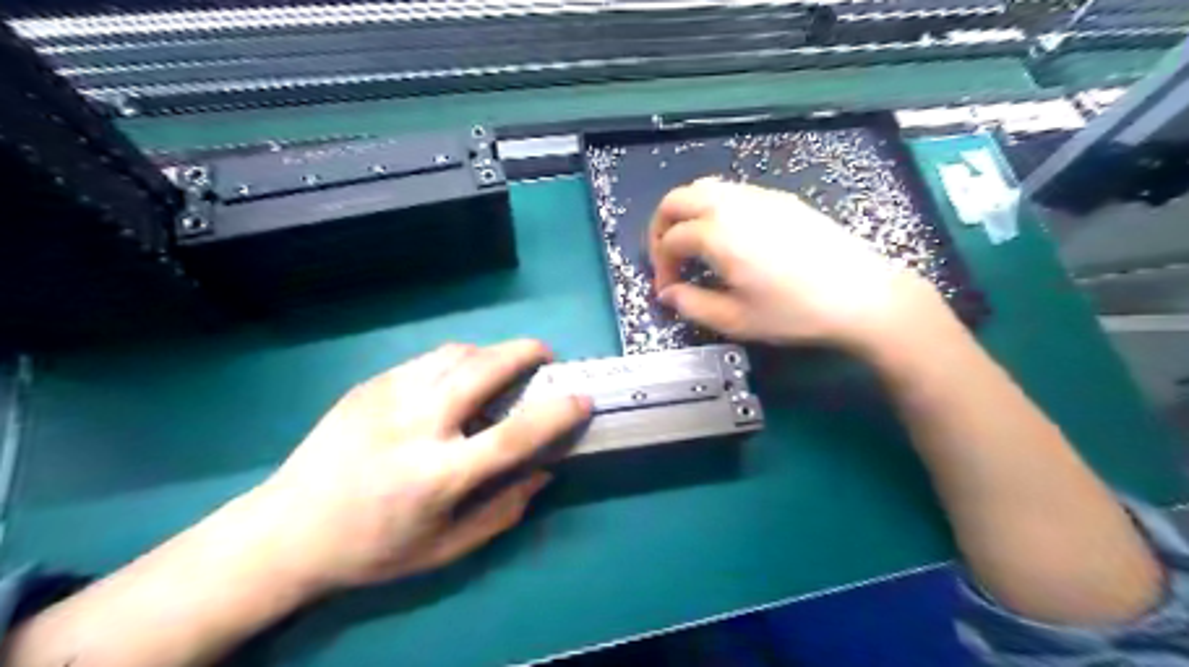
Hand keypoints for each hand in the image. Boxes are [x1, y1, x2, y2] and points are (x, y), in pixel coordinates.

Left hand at [247, 341, 587, 591]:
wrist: (287, 531)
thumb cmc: (373, 549)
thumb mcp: (446, 549)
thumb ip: (504, 509)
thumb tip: (544, 470)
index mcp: (437, 476)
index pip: (513, 435)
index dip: (556, 412)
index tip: (582, 398)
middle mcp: (415, 426)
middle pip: (483, 369)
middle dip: (525, 352)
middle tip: (544, 356)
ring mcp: (387, 398)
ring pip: (456, 353)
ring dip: (491, 353)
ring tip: (502, 368)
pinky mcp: (369, 385)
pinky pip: (428, 359)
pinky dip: (457, 361)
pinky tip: (456, 381)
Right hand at [649, 176, 949, 355]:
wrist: (862, 296)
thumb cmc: (794, 312)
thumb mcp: (735, 320)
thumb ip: (692, 304)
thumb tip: (668, 293)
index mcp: (718, 234)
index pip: (670, 239)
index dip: (661, 265)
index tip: (668, 290)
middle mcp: (734, 204)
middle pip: (677, 199)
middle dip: (661, 226)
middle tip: (668, 257)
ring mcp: (760, 196)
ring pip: (706, 188)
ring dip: (688, 214)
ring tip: (694, 247)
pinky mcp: (782, 199)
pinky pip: (733, 192)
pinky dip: (714, 208)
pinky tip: (728, 238)